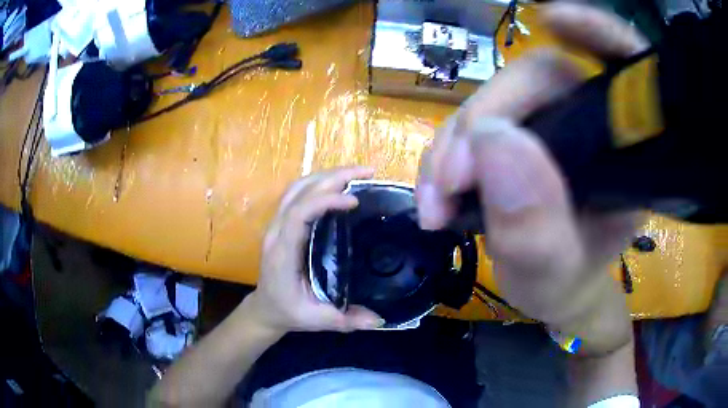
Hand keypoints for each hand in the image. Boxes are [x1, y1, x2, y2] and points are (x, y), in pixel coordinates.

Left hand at [245, 167, 383, 333]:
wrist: (266, 308)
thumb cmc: (288, 312)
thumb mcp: (316, 320)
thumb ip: (345, 320)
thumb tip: (380, 320)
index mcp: (283, 253)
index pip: (299, 215)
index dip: (324, 201)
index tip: (354, 200)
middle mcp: (276, 232)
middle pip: (299, 192)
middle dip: (333, 177)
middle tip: (368, 173)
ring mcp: (277, 225)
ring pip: (297, 188)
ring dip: (327, 175)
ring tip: (358, 173)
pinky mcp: (282, 223)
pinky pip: (297, 194)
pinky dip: (319, 183)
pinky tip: (339, 185)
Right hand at [416, 3, 647, 351]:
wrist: (551, 288)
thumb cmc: (565, 284)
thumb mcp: (554, 274)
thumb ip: (536, 228)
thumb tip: (491, 144)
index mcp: (624, 151)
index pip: (624, 68)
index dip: (597, 32)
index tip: (553, 20)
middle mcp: (590, 123)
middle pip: (537, 79)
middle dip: (484, 120)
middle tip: (451, 181)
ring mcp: (549, 123)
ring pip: (495, 101)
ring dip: (453, 145)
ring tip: (437, 201)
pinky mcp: (517, 134)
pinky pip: (474, 125)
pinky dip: (445, 155)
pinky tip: (436, 195)